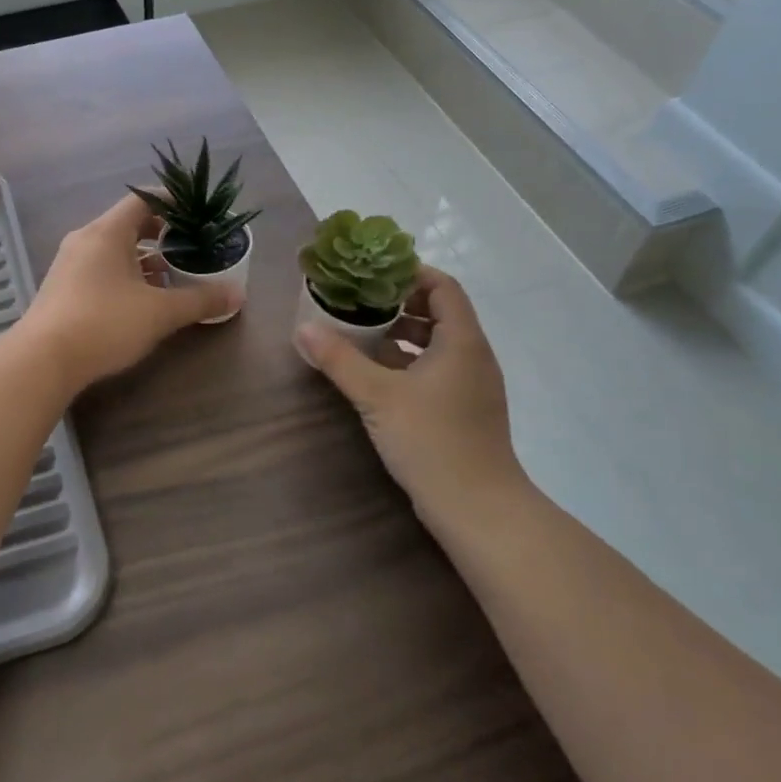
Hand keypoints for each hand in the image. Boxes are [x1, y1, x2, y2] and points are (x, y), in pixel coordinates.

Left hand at [20, 195, 239, 390]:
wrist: (42, 360)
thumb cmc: (104, 323)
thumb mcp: (159, 312)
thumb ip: (199, 300)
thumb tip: (238, 294)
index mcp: (106, 232)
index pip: (142, 199)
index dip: (172, 201)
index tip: (196, 213)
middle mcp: (85, 239)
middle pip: (128, 223)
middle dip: (161, 233)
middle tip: (190, 246)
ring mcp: (70, 264)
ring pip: (114, 249)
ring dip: (143, 258)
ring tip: (172, 275)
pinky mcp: (63, 288)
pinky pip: (100, 268)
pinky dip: (125, 274)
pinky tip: (141, 299)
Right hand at [295, 267, 525, 527]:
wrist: (478, 509)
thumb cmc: (432, 441)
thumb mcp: (377, 396)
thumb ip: (339, 359)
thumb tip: (302, 328)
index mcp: (461, 341)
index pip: (443, 286)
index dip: (410, 272)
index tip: (371, 272)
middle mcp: (472, 356)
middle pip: (438, 311)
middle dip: (397, 302)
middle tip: (356, 299)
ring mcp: (471, 384)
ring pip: (435, 342)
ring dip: (399, 333)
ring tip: (358, 332)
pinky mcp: (463, 409)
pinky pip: (435, 368)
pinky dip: (406, 360)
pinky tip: (375, 372)